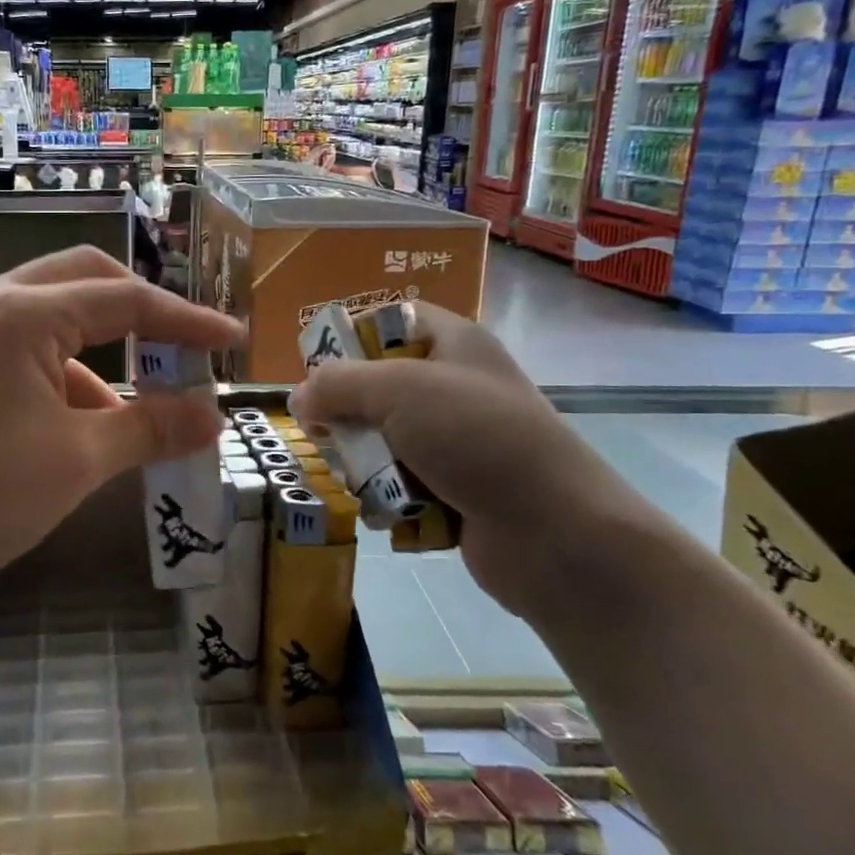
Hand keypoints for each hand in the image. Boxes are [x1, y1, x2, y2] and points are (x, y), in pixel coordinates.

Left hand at [0, 247, 242, 617]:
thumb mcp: (76, 461)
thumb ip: (150, 427)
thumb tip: (212, 418)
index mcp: (19, 311)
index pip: (124, 299)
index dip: (186, 322)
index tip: (233, 340)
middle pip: (81, 282)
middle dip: (138, 313)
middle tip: (181, 351)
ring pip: (46, 318)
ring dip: (96, 354)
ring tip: (128, 416)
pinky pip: (15, 351)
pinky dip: (57, 376)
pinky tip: (71, 428)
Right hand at [289, 304, 659, 617]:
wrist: (557, 534)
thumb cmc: (478, 439)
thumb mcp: (399, 391)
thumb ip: (338, 384)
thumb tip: (297, 397)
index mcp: (454, 344)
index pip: (391, 320)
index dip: (350, 336)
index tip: (316, 367)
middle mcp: (454, 387)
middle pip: (375, 386)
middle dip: (346, 414)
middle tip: (327, 433)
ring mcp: (455, 442)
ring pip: (381, 439)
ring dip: (361, 462)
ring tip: (358, 480)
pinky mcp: (452, 489)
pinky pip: (398, 483)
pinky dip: (385, 498)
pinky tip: (384, 512)